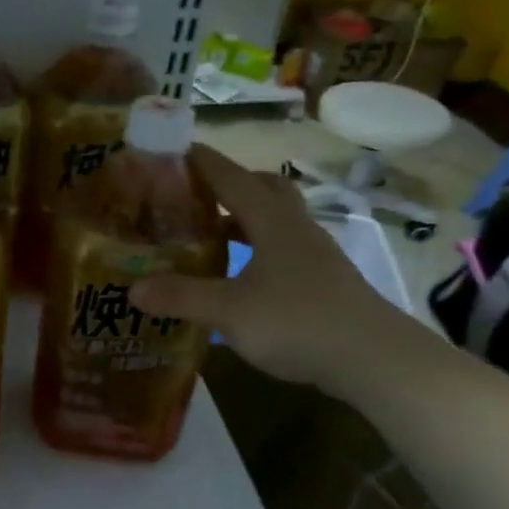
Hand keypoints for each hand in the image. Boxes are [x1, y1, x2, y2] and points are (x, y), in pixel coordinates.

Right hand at [131, 145, 398, 388]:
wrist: (376, 360)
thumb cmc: (298, 322)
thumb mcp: (229, 311)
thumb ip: (181, 297)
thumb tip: (132, 288)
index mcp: (272, 221)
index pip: (231, 178)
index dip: (202, 162)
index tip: (174, 149)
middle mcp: (295, 228)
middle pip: (264, 188)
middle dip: (230, 184)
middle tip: (195, 195)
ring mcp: (315, 254)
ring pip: (275, 220)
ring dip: (244, 218)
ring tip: (210, 234)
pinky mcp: (324, 280)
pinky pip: (283, 248)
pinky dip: (257, 248)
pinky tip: (241, 273)